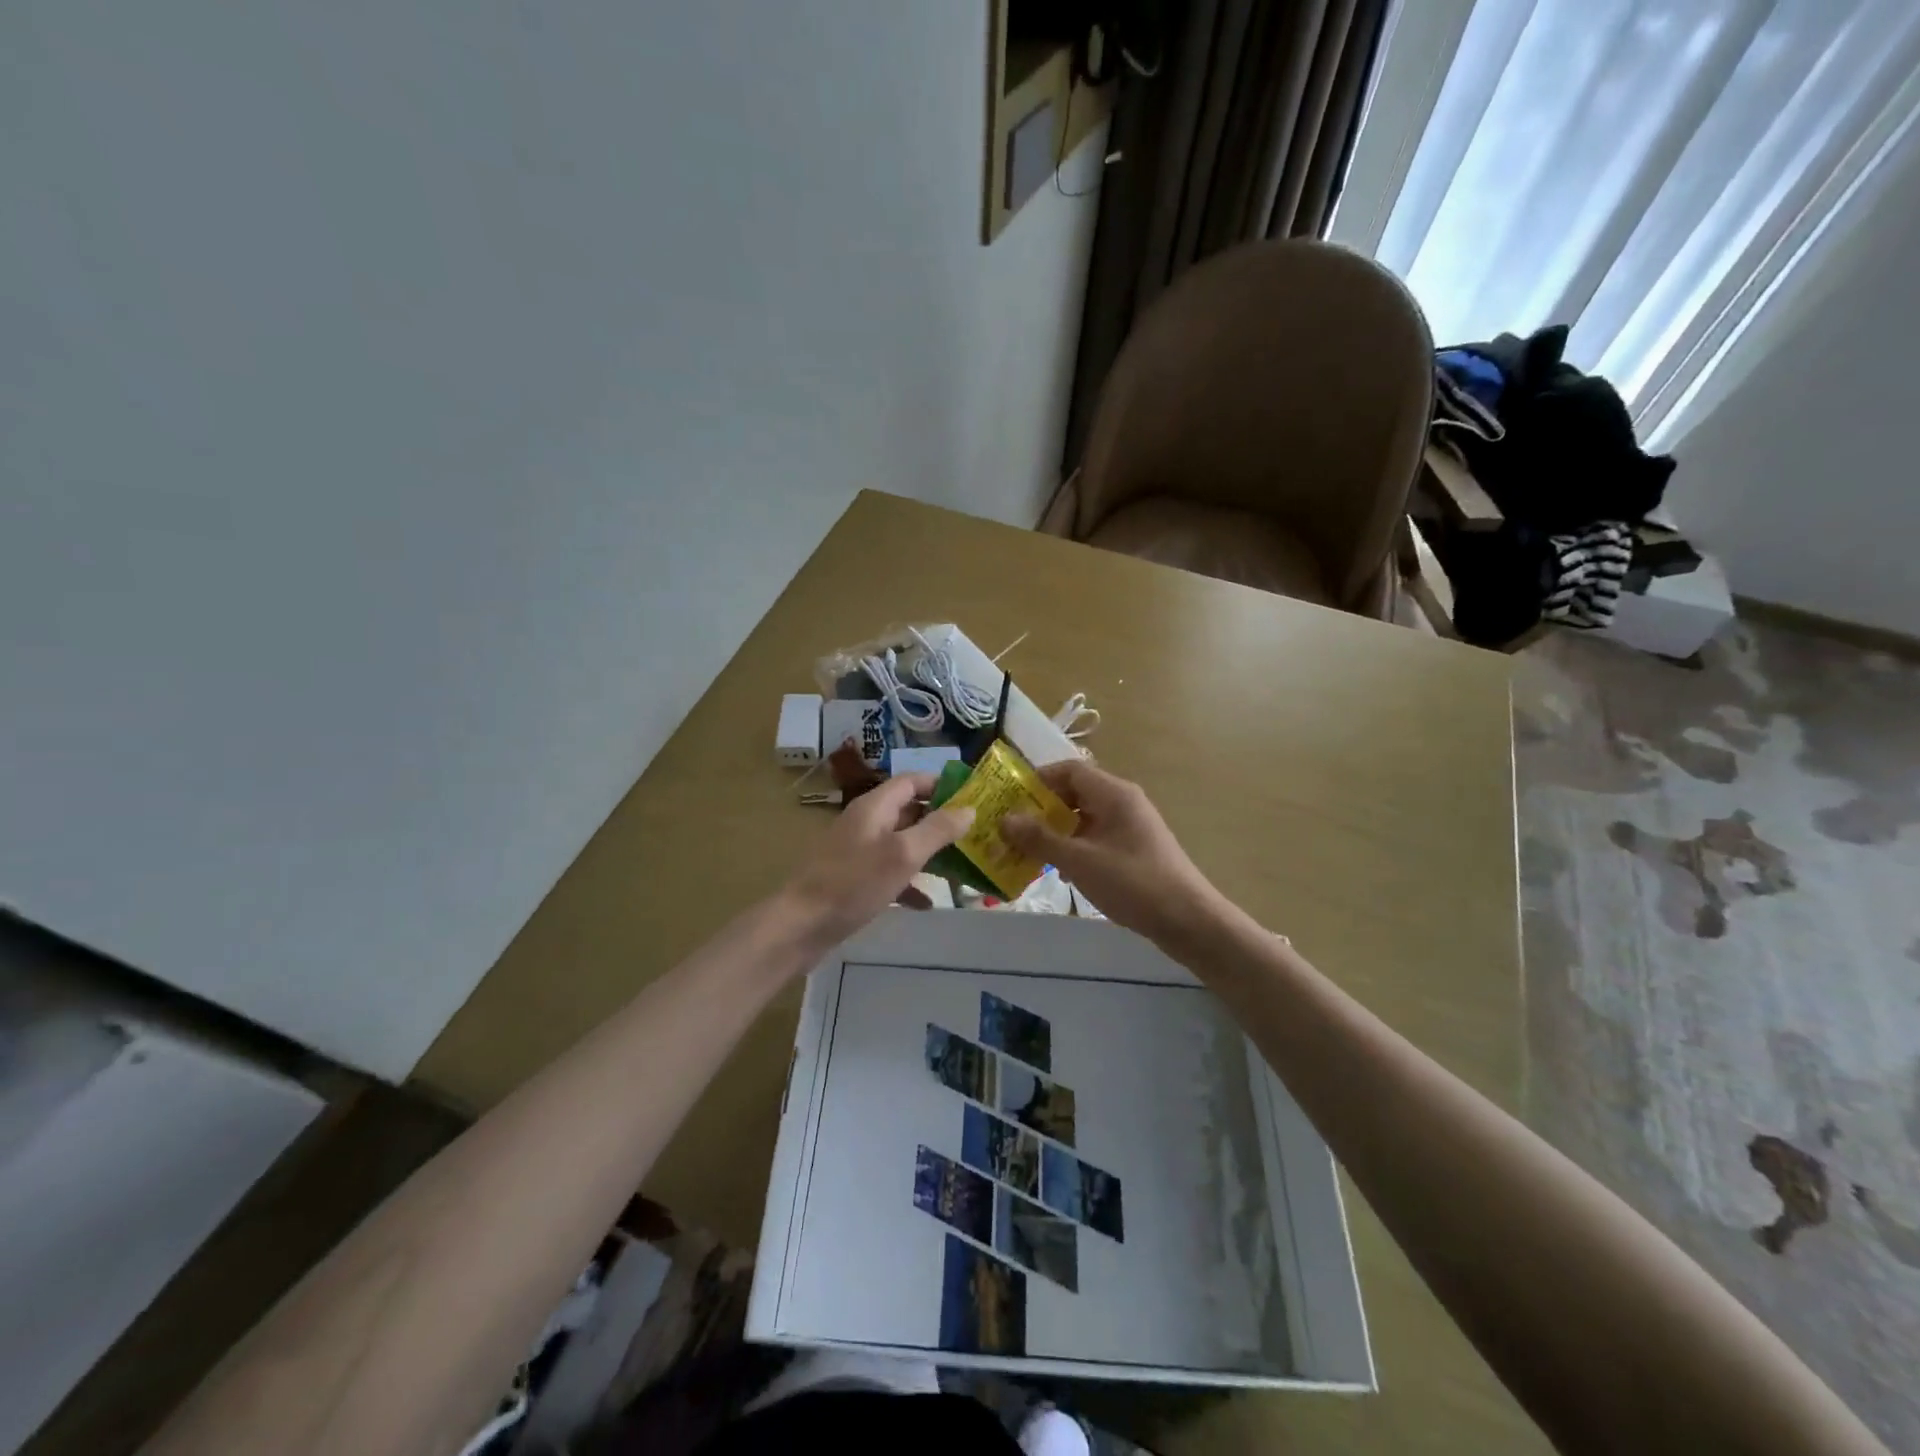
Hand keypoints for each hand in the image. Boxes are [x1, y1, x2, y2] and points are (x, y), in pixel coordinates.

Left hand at [782, 774, 973, 947]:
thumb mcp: (903, 854)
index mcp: (875, 807)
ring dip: (930, 854)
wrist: (801, 926)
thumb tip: (969, 809)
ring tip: (962, 868)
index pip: (912, 781)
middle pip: (910, 812)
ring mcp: (859, 852)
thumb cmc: (854, 883)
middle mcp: (867, 823)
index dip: (942, 785)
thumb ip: (937, 830)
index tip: (973, 798)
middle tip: (976, 835)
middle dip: (941, 822)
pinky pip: (890, 873)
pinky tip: (927, 903)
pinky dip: (910, 883)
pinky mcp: (855, 879)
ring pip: (902, 844)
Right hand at [1001, 759, 1223, 948]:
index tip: (1011, 798)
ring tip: (1028, 850)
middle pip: (1076, 793)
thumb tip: (1004, 820)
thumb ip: (1040, 839)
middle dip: (1043, 808)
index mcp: (1114, 794)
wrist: (1188, 920)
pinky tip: (1060, 872)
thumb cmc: (1132, 882)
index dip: (1039, 780)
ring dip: (1057, 831)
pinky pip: (1096, 838)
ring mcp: (1131, 827)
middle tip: (1013, 827)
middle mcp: (1123, 802)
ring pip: (1085, 818)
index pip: (1070, 770)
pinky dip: (1075, 847)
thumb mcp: (1079, 861)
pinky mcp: (1134, 850)